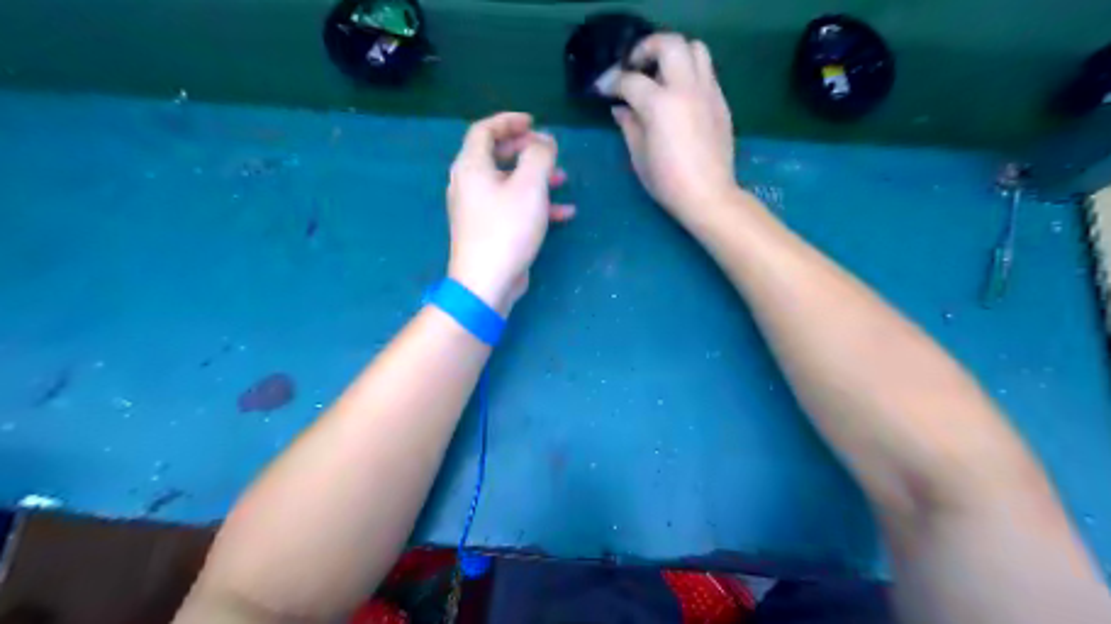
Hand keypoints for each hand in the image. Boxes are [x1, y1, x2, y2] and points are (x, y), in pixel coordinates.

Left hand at [446, 111, 576, 313]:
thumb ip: (539, 156)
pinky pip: (512, 207)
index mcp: (472, 167)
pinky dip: (534, 204)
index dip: (509, 121)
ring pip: (508, 183)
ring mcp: (477, 209)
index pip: (484, 130)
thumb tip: (543, 141)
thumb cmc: (507, 229)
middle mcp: (469, 184)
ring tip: (563, 179)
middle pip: (496, 155)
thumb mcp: (529, 186)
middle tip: (549, 150)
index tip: (534, 122)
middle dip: (526, 150)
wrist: (487, 282)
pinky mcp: (488, 230)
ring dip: (535, 178)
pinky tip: (563, 213)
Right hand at [606, 34, 735, 219]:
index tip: (603, 89)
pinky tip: (678, 96)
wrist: (708, 195)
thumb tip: (620, 108)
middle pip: (668, 44)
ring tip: (660, 74)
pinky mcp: (720, 102)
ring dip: (673, 54)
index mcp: (660, 105)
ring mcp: (707, 92)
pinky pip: (705, 72)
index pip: (630, 80)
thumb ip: (629, 126)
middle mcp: (685, 89)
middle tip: (634, 67)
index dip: (611, 82)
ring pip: (695, 49)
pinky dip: (688, 73)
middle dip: (646, 49)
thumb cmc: (667, 182)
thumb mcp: (639, 157)